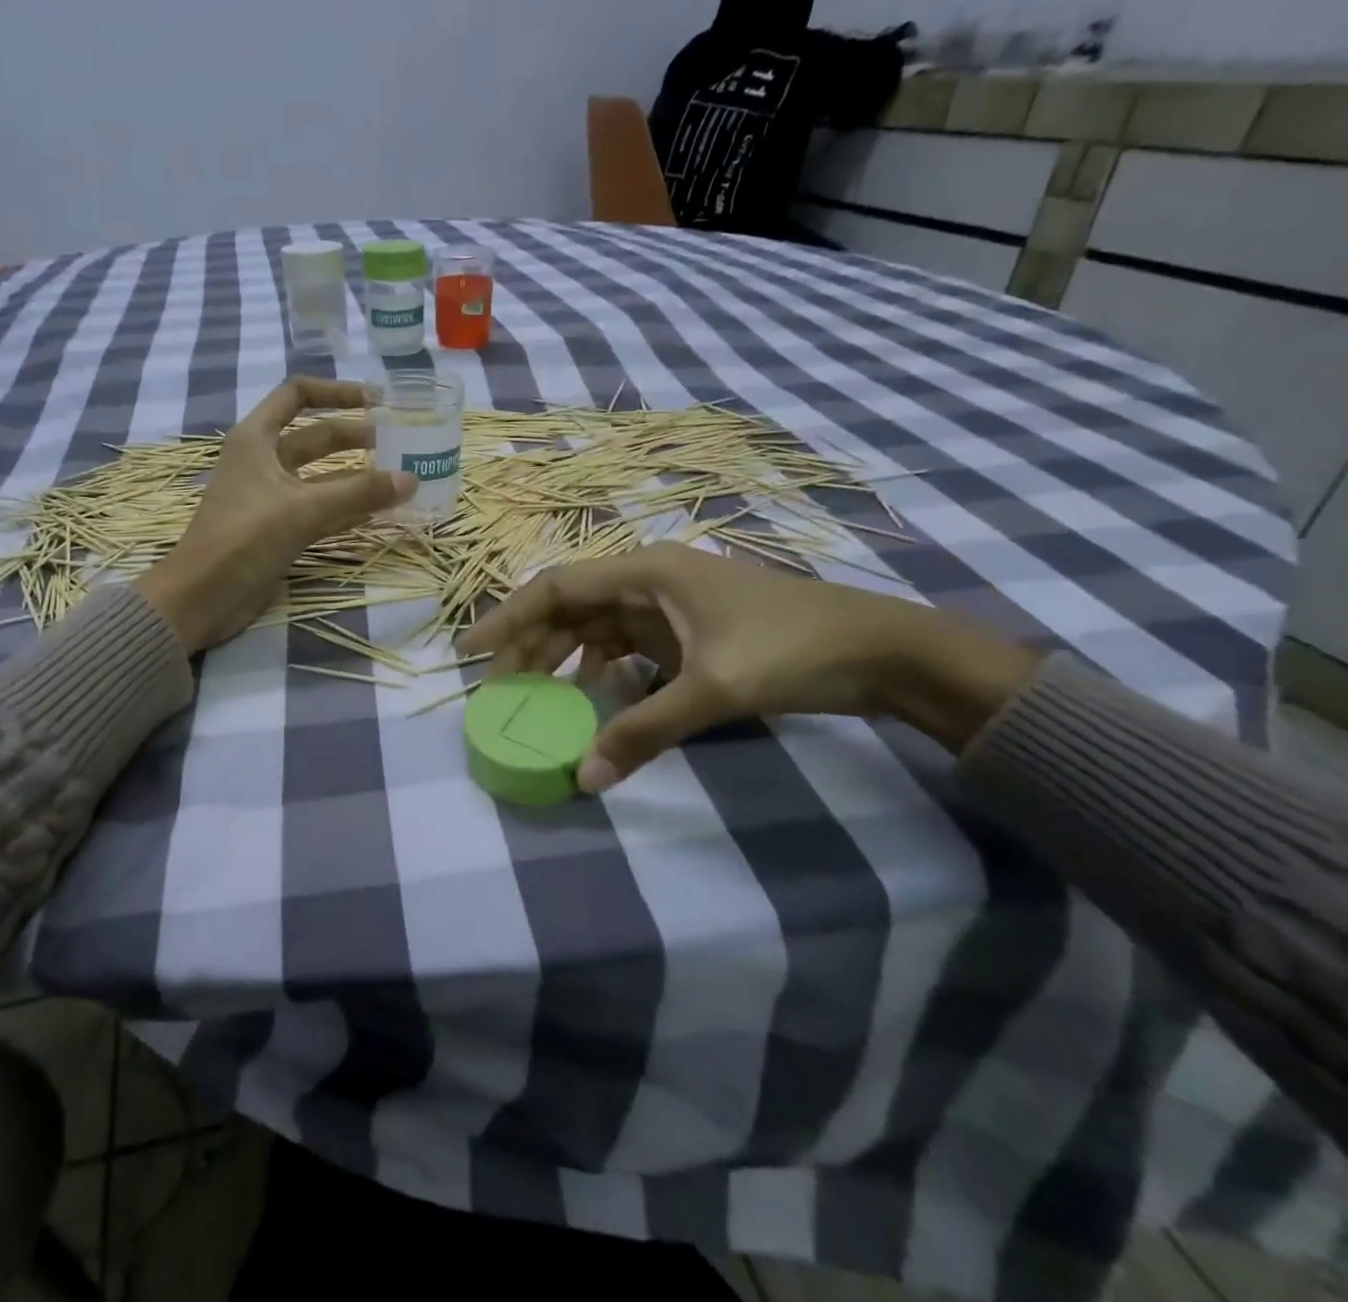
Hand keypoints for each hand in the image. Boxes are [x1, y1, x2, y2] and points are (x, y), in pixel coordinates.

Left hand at [135, 377, 414, 651]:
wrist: (203, 597)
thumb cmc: (245, 539)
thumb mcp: (304, 509)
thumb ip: (359, 492)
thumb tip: (411, 479)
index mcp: (256, 439)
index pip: (297, 395)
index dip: (337, 392)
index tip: (376, 401)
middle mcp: (262, 460)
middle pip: (316, 437)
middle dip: (356, 438)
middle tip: (400, 445)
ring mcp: (270, 497)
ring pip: (321, 477)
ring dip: (355, 477)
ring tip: (397, 479)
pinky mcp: (277, 528)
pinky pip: (319, 510)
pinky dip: (346, 509)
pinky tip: (377, 513)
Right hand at [459, 543, 1041, 792]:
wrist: (879, 649)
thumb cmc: (790, 650)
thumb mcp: (712, 690)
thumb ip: (643, 731)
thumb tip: (584, 780)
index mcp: (646, 571)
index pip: (557, 587)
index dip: (509, 617)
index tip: (471, 652)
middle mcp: (648, 580)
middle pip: (570, 607)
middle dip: (531, 645)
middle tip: (500, 690)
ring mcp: (667, 605)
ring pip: (595, 626)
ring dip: (563, 657)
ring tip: (535, 695)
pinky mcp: (685, 630)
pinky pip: (624, 645)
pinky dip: (601, 668)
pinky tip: (591, 696)